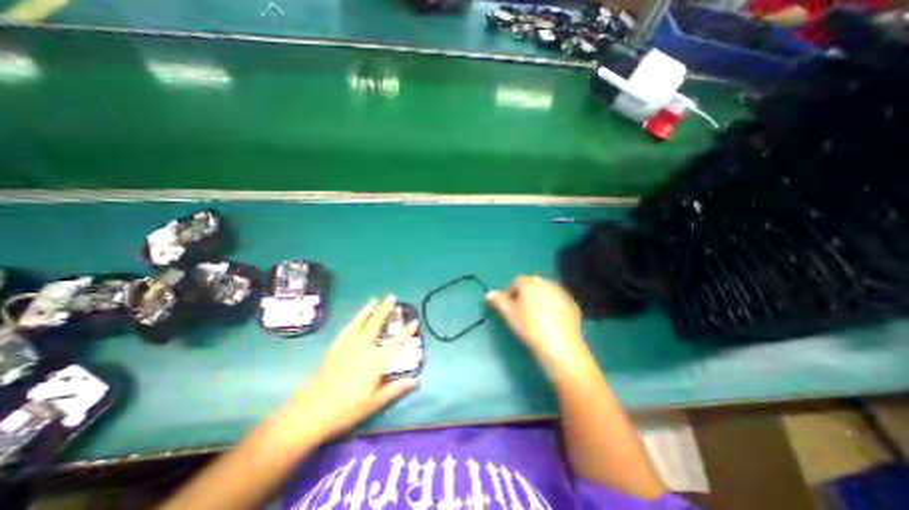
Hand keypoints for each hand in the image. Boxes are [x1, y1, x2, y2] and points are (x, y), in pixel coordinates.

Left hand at [283, 297, 418, 439]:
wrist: (312, 410)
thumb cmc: (348, 408)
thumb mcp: (375, 401)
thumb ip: (396, 388)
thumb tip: (416, 381)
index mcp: (376, 360)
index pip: (396, 342)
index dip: (407, 331)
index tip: (415, 321)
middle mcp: (363, 347)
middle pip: (376, 323)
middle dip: (385, 309)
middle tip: (391, 297)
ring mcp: (347, 345)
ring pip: (360, 322)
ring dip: (368, 310)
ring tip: (374, 300)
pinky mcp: (335, 347)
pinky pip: (347, 329)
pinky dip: (354, 320)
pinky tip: (356, 317)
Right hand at [486, 277, 592, 376]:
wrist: (560, 347)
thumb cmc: (530, 328)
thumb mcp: (510, 315)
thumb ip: (498, 301)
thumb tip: (489, 294)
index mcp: (530, 282)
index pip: (516, 282)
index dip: (510, 294)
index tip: (509, 308)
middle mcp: (547, 282)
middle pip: (531, 285)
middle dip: (525, 295)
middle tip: (521, 313)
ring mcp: (562, 293)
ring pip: (545, 292)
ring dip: (539, 299)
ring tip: (536, 318)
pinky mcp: (572, 304)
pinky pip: (557, 301)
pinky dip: (552, 306)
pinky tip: (551, 322)